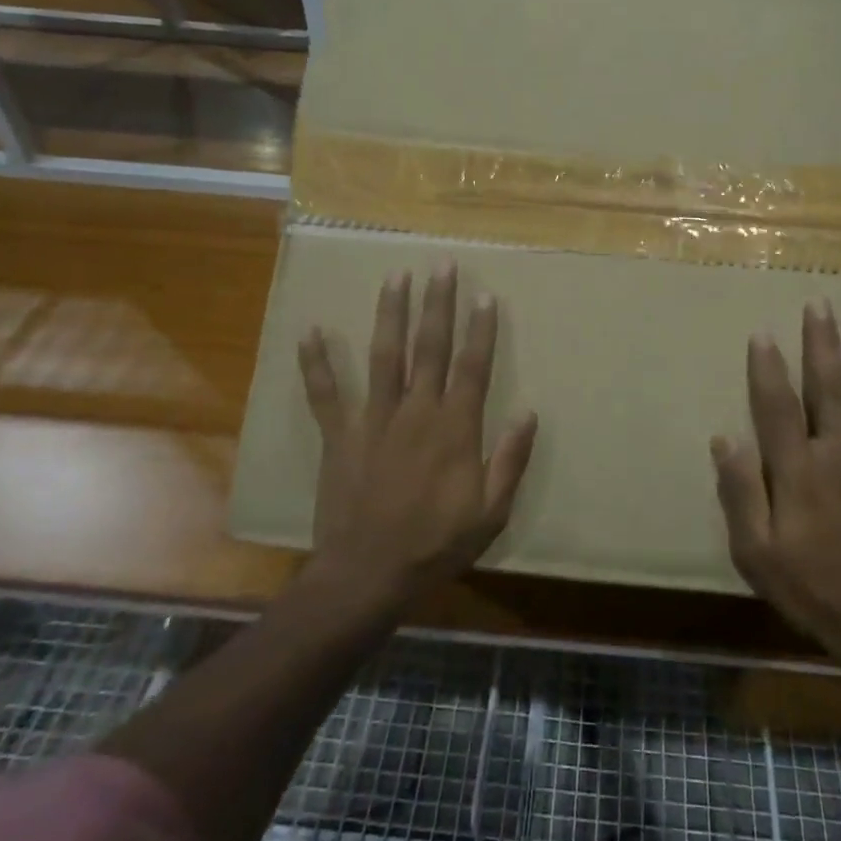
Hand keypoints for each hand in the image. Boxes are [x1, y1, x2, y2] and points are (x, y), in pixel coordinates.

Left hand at [297, 262, 537, 609]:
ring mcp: (373, 420)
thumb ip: (510, 460)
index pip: (472, 367)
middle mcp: (416, 412)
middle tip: (441, 265)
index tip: (485, 294)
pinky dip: (317, 363)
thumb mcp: (491, 513)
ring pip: (385, 356)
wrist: (367, 575)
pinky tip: (312, 331)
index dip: (480, 329)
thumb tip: (528, 412)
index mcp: (454, 429)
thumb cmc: (436, 545)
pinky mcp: (340, 436)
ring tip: (395, 277)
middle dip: (438, 303)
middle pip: (429, 348)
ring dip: (390, 314)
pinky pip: (326, 394)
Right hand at [712, 301, 840, 666]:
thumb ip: (739, 492)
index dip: (768, 367)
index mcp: (799, 470)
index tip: (763, 332)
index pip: (778, 405)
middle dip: (821, 343)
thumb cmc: (811, 592)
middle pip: (829, 388)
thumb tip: (724, 438)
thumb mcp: (755, 553)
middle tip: (819, 304)